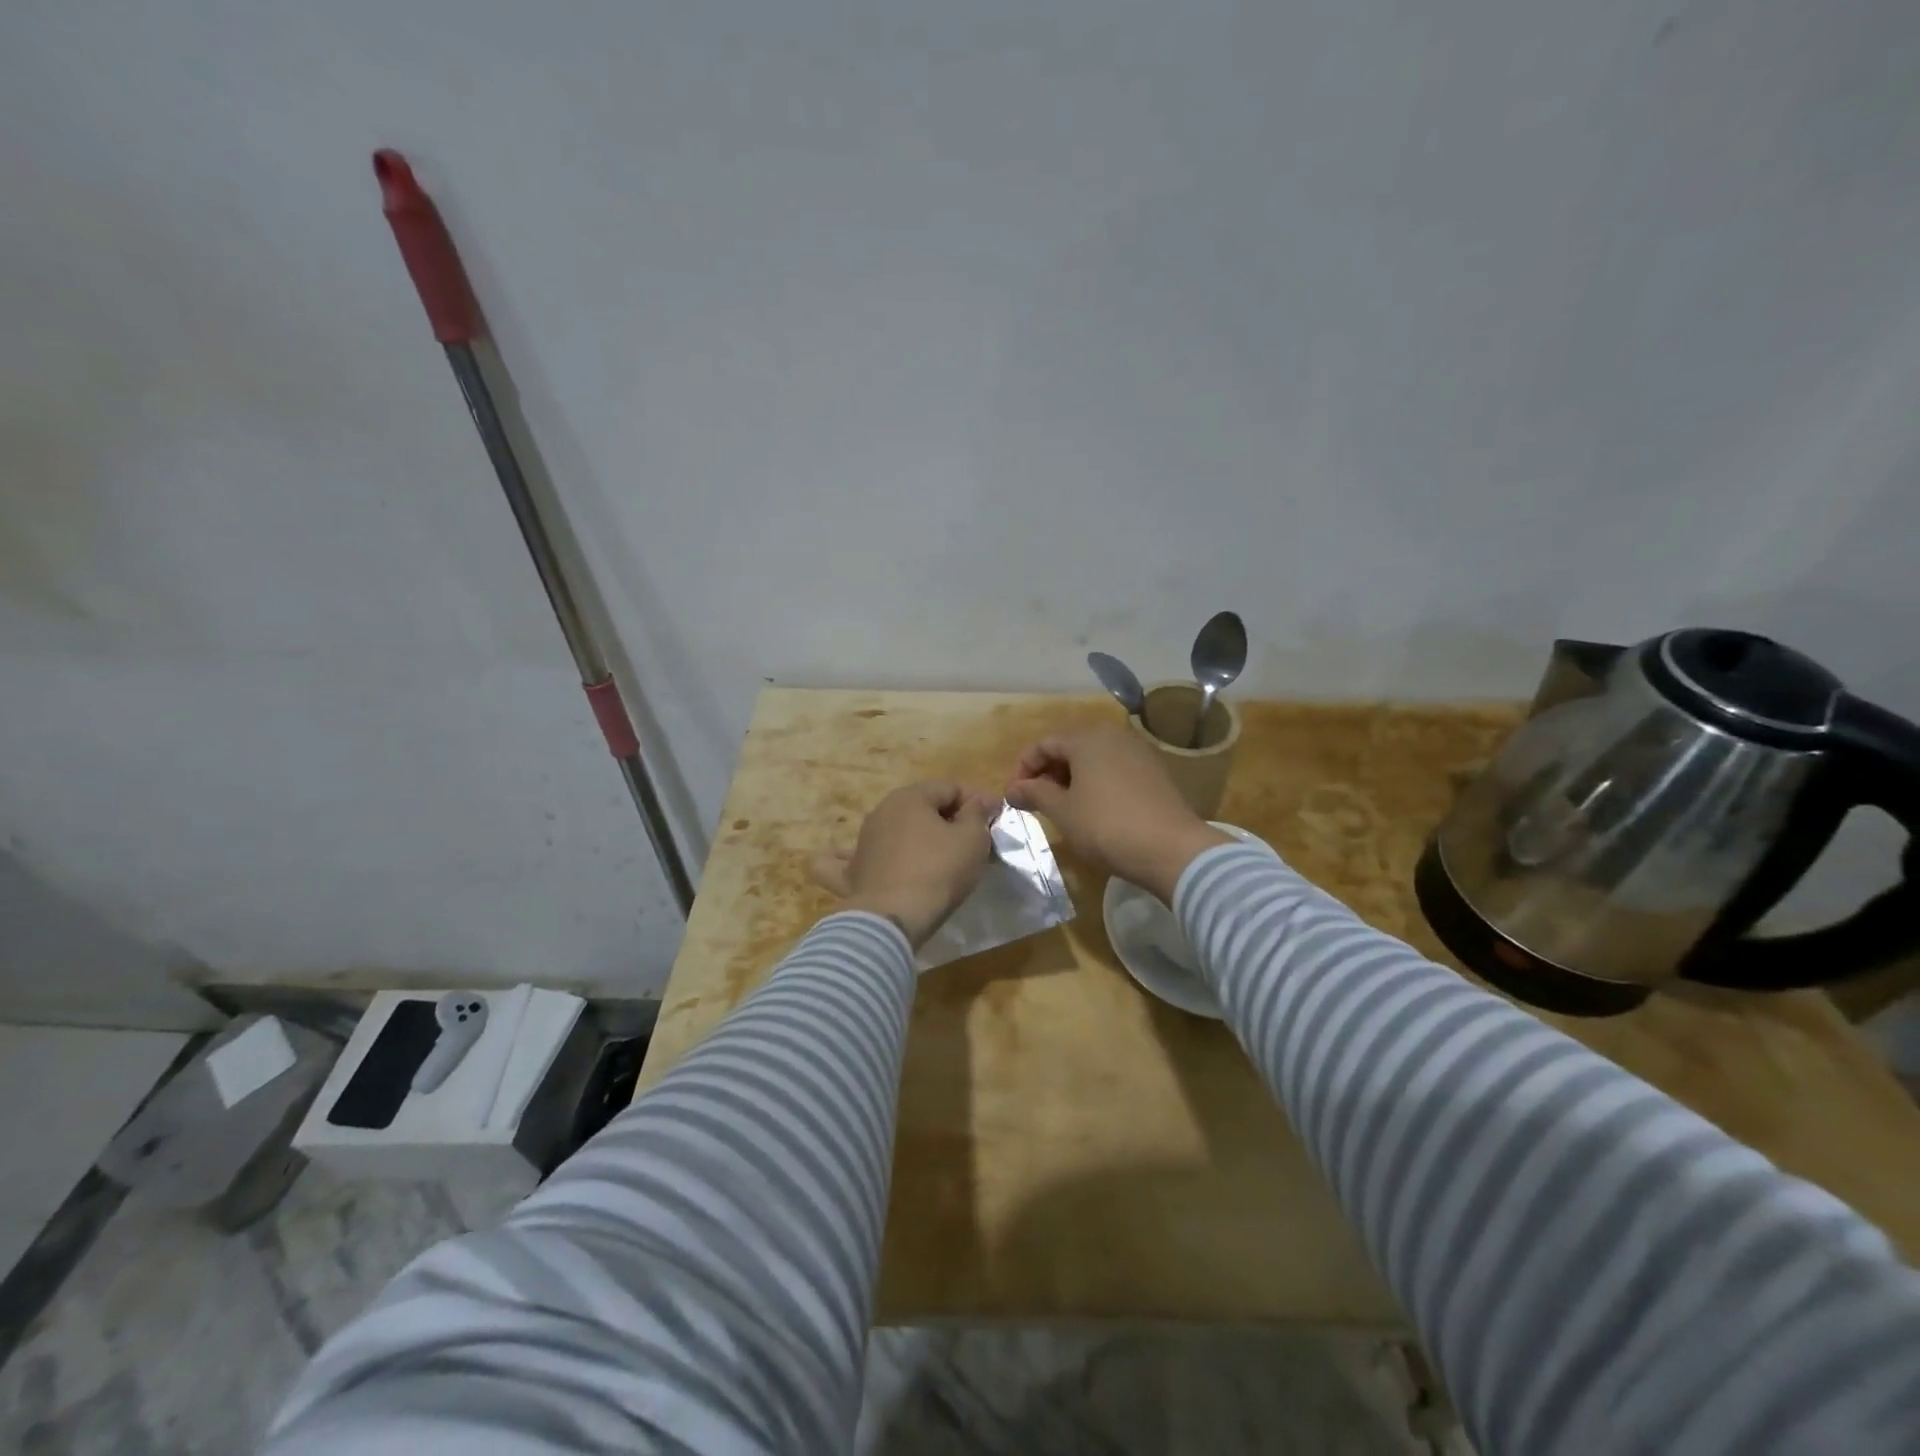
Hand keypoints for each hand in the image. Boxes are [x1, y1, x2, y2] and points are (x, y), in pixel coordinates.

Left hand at [811, 781, 997, 946]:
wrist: (893, 918)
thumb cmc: (938, 871)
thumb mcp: (972, 839)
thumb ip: (977, 814)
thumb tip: (979, 801)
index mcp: (909, 797)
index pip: (950, 787)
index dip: (976, 801)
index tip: (994, 822)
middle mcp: (880, 812)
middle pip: (921, 807)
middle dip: (947, 820)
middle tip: (971, 843)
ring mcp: (860, 842)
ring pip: (891, 830)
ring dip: (913, 838)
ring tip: (936, 860)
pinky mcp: (850, 873)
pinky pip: (847, 859)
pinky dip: (855, 859)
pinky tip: (863, 863)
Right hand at [1005, 728, 1228, 901]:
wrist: (1172, 849)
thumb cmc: (1106, 826)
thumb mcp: (1062, 812)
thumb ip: (1034, 793)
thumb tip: (1013, 789)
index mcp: (1087, 738)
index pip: (1044, 744)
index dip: (1023, 769)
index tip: (1015, 797)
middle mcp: (1114, 736)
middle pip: (1070, 748)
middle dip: (1049, 773)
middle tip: (1038, 803)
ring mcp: (1139, 752)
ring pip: (1094, 759)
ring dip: (1073, 779)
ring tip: (1064, 808)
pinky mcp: (1156, 772)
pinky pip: (1116, 770)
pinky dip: (1098, 784)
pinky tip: (1096, 810)